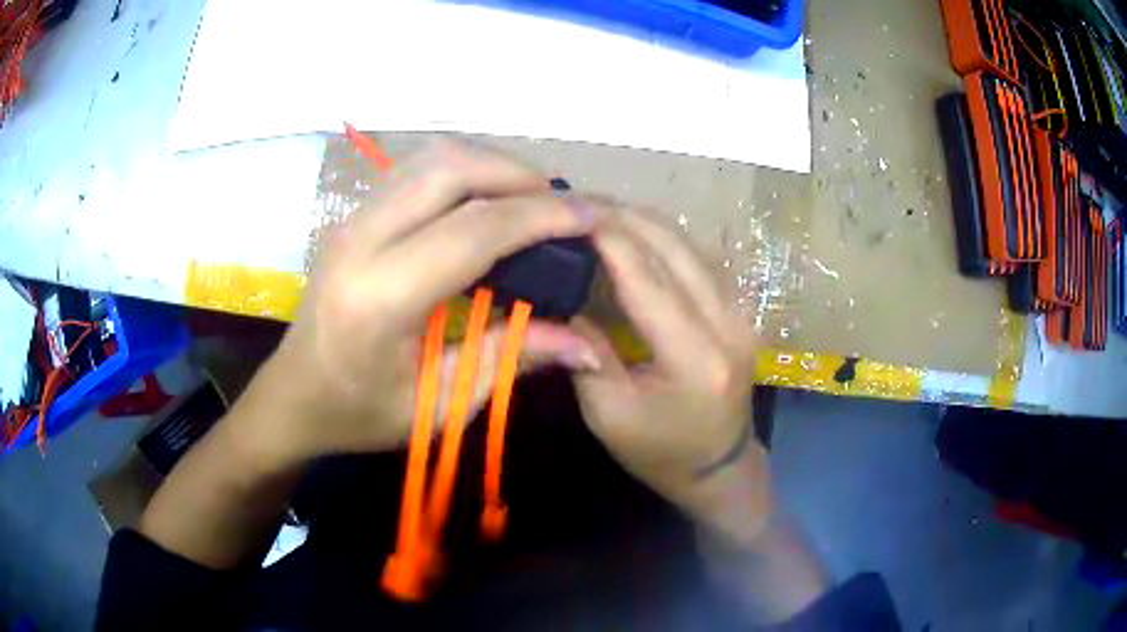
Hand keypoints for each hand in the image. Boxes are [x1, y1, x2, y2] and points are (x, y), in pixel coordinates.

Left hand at [242, 140, 604, 465]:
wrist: (293, 396)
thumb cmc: (360, 413)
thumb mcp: (440, 404)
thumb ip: (511, 359)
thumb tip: (585, 343)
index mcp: (380, 298)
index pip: (474, 231)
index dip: (541, 218)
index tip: (592, 217)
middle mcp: (361, 241)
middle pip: (451, 170)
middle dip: (518, 176)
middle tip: (561, 207)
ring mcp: (351, 220)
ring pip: (433, 160)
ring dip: (492, 167)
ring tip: (531, 202)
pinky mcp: (353, 215)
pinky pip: (417, 172)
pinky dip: (464, 173)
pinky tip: (487, 202)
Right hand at [571, 207, 772, 542]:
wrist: (720, 467)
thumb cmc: (660, 452)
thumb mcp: (608, 414)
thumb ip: (586, 350)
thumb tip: (566, 297)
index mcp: (694, 358)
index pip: (647, 278)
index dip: (607, 237)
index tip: (568, 211)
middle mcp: (727, 324)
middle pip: (674, 247)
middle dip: (624, 216)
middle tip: (577, 202)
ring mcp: (741, 312)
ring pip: (690, 245)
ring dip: (644, 221)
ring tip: (599, 211)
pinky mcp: (740, 309)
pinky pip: (699, 257)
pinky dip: (664, 237)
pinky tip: (634, 231)